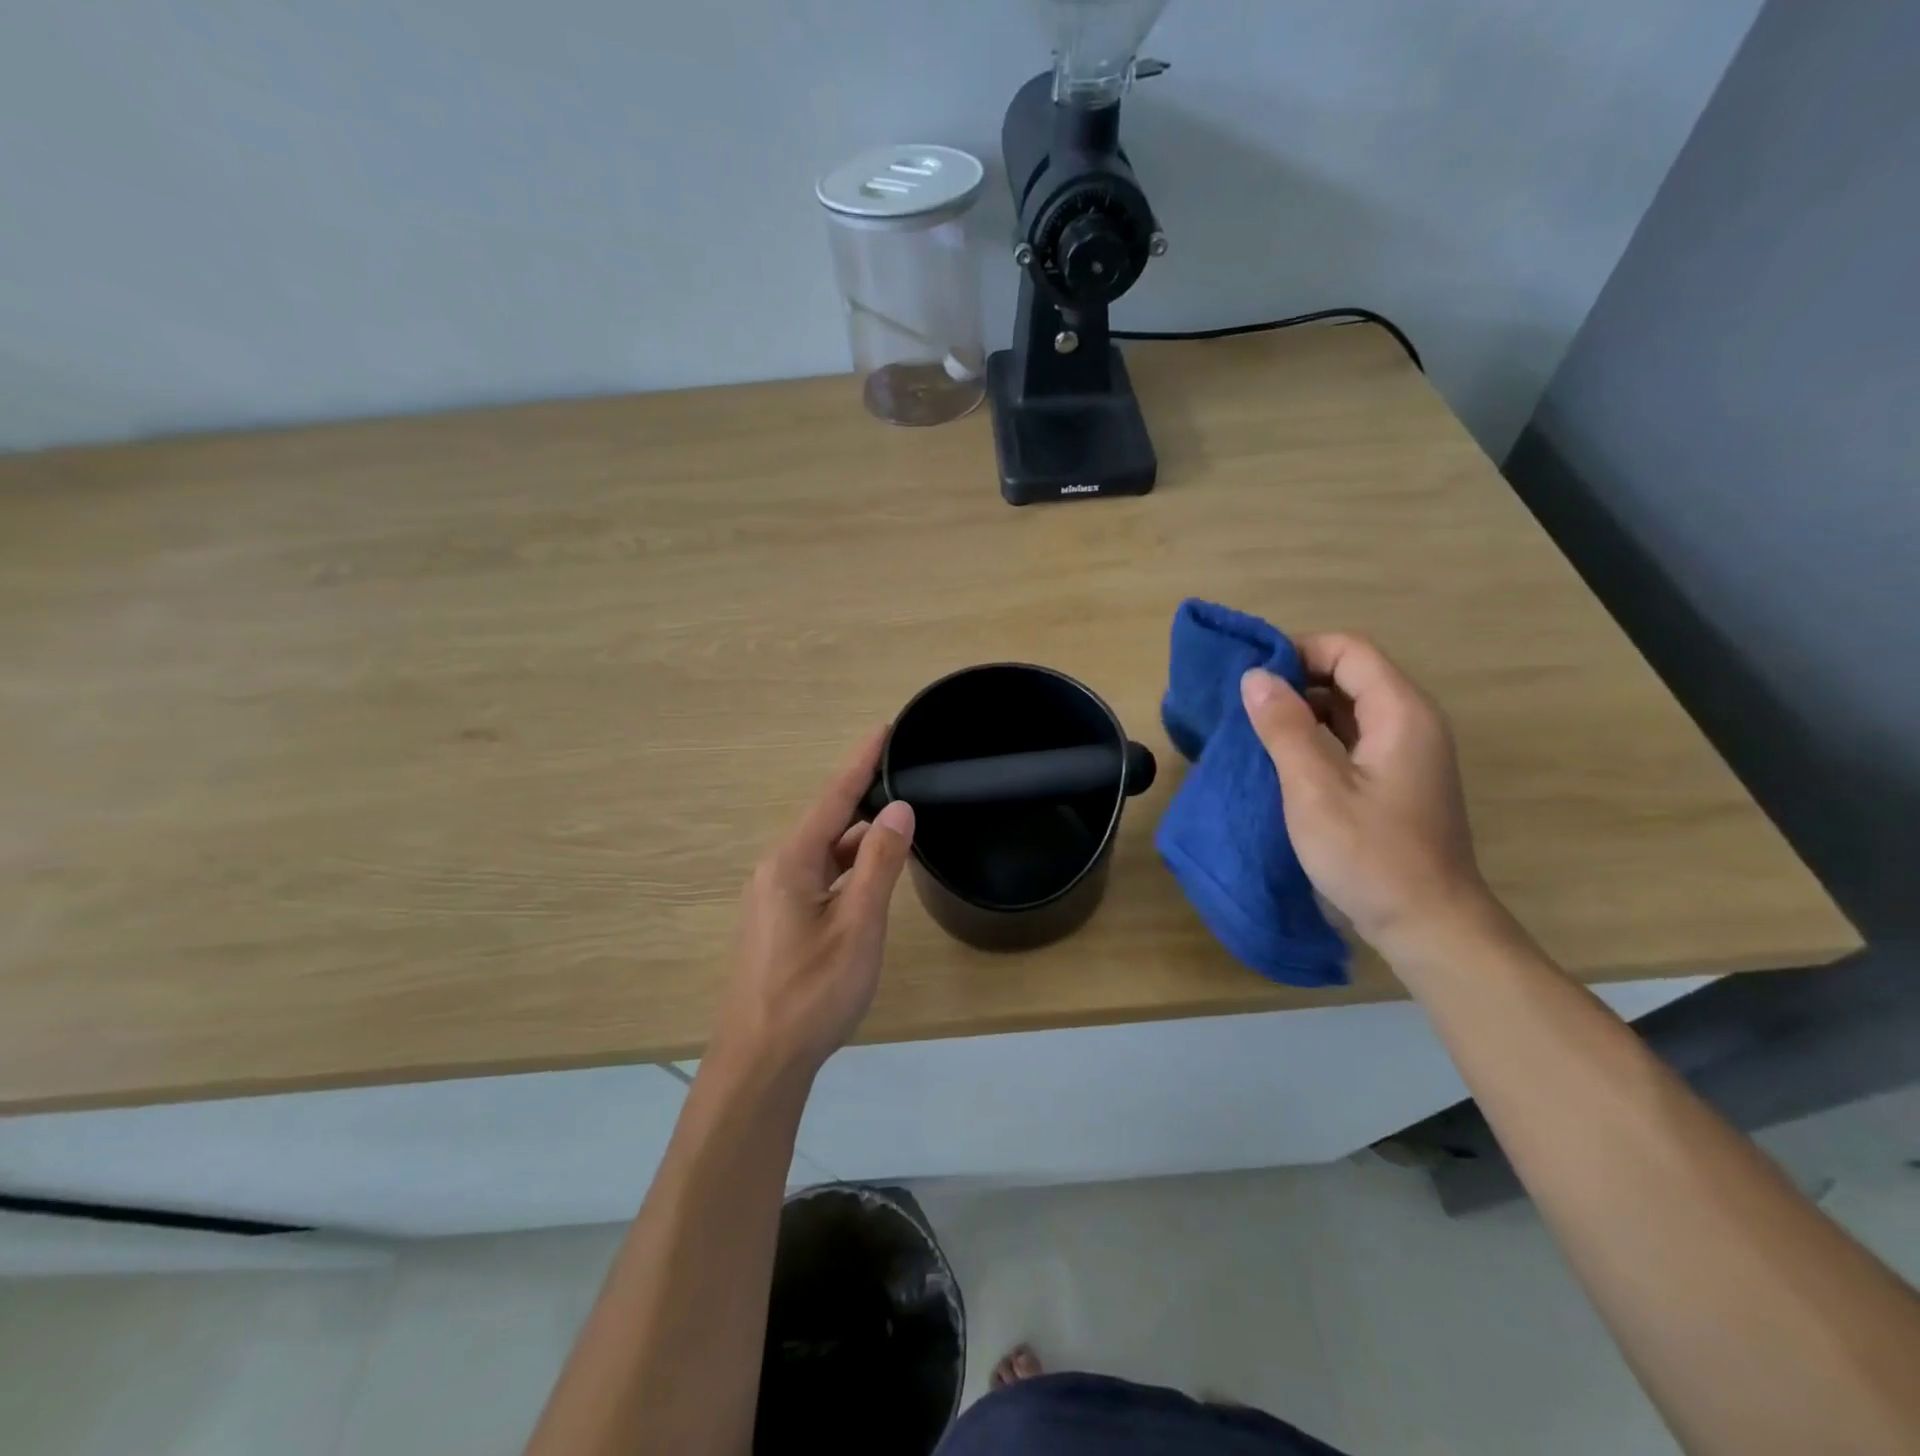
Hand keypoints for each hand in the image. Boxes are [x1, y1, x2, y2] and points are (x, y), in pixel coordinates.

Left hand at [711, 727, 915, 1080]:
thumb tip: (898, 809)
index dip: (861, 762)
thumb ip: (878, 863)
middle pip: (827, 824)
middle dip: (866, 804)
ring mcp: (771, 900)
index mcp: (791, 863)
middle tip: (907, 787)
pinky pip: (816, 880)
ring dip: (858, 845)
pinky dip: (846, 873)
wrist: (759, 1063)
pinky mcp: (775, 925)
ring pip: (823, 856)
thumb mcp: (858, 925)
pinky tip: (868, 885)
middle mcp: (775, 871)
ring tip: (898, 836)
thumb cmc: (812, 993)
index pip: (833, 797)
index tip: (884, 728)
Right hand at [1241, 633, 1487, 956]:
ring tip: (1254, 728)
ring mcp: (1407, 753)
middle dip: (1296, 679)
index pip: (1349, 651)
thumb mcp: (1315, 789)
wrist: (1429, 925)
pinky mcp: (1396, 780)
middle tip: (1244, 703)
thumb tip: (1255, 676)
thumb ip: (1284, 727)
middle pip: (1351, 674)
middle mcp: (1411, 722)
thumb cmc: (1370, 855)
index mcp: (1401, 713)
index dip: (1298, 652)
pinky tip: (1282, 757)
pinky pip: (1353, 738)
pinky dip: (1317, 736)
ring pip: (1350, 707)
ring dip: (1303, 710)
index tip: (1250, 675)